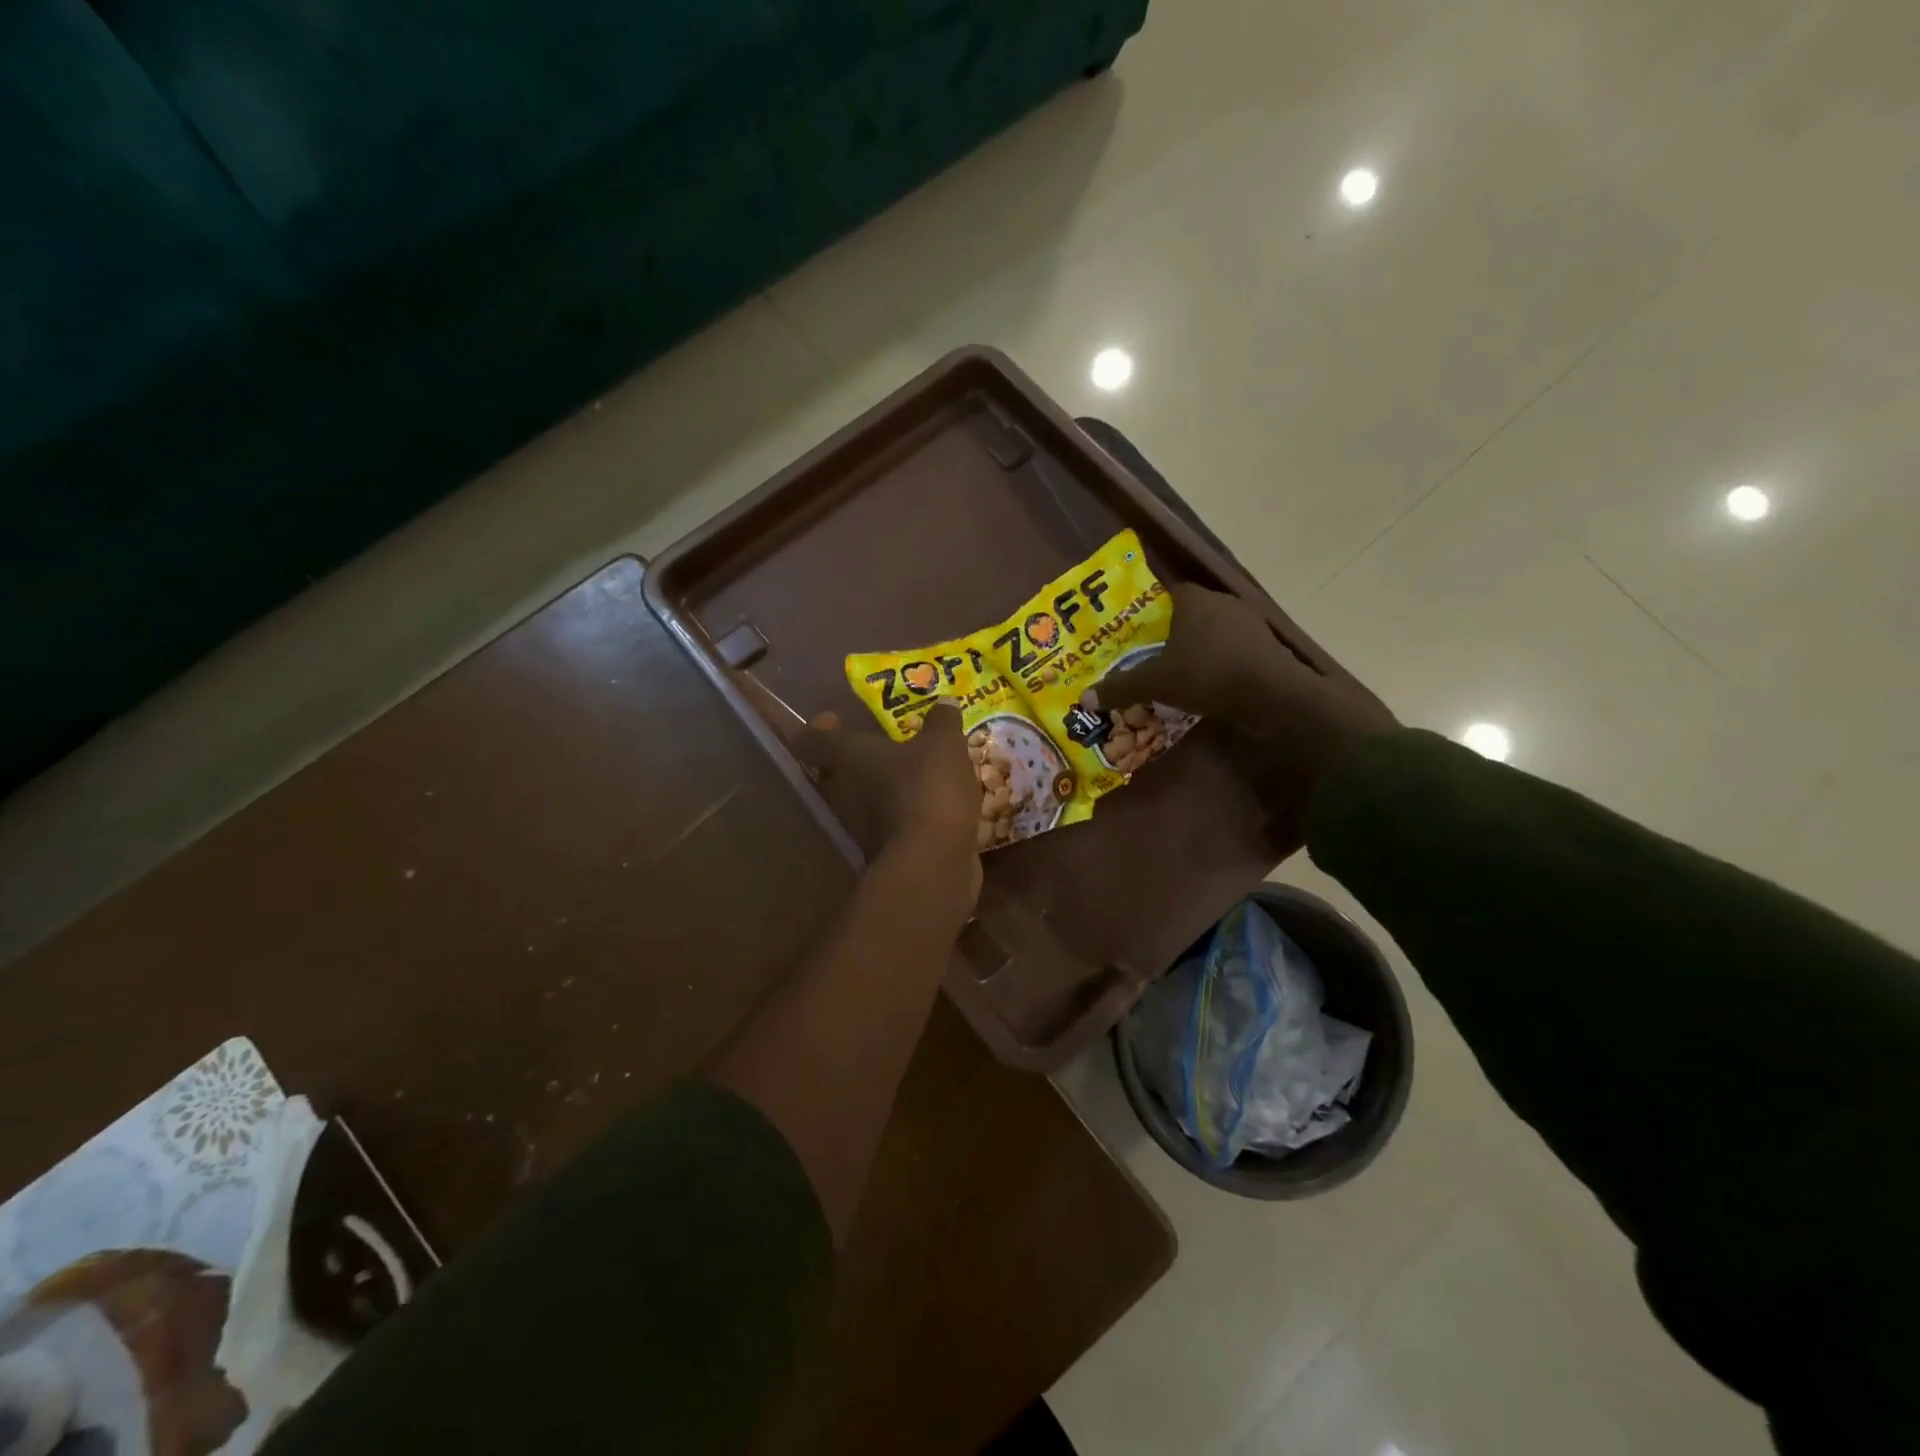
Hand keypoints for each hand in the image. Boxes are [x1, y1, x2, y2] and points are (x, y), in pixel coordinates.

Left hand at [795, 704, 982, 897]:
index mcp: (847, 758)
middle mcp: (843, 792)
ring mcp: (860, 827)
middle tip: (880, 746)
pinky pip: (887, 825)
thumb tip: (944, 703)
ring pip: (861, 801)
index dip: (818, 729)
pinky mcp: (885, 853)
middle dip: (853, 760)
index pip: (811, 741)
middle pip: (833, 773)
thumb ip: (942, 721)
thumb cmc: (926, 789)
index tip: (833, 719)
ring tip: (911, 776)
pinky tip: (929, 806)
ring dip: (880, 789)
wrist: (932, 863)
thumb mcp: (943, 744)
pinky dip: (901, 815)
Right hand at [1095, 582, 1396, 781]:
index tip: (1134, 636)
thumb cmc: (1208, 675)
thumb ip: (1121, 688)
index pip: (1164, 595)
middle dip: (1169, 634)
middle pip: (1187, 614)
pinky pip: (1231, 650)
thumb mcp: (1156, 683)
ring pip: (1211, 633)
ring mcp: (1248, 623)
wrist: (1273, 696)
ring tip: (1175, 674)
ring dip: (1196, 650)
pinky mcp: (1265, 646)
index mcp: (1193, 599)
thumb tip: (1084, 699)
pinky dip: (1218, 663)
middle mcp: (1221, 602)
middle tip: (1148, 657)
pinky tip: (1206, 684)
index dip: (1147, 614)